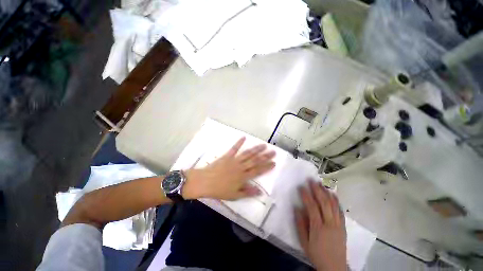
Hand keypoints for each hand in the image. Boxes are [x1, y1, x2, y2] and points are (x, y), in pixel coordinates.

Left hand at [182, 137, 275, 199]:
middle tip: (273, 152)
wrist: (204, 182)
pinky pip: (234, 148)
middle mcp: (241, 167)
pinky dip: (239, 142)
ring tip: (264, 145)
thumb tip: (260, 191)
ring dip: (256, 149)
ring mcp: (234, 160)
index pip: (258, 171)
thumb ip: (247, 192)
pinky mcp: (227, 156)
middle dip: (265, 156)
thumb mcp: (234, 195)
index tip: (274, 163)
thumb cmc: (219, 190)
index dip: (267, 167)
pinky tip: (244, 137)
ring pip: (247, 154)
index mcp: (243, 177)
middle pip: (255, 161)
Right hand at [295, 179, 346, 270]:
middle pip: (324, 203)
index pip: (312, 207)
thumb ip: (300, 224)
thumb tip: (297, 208)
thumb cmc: (316, 254)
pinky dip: (336, 201)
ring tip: (321, 184)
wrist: (334, 267)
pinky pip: (340, 211)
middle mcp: (329, 224)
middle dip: (317, 190)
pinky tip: (333, 194)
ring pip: (333, 205)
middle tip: (311, 180)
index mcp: (318, 227)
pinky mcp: (343, 226)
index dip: (306, 195)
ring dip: (326, 192)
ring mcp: (338, 224)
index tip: (301, 186)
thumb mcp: (304, 242)